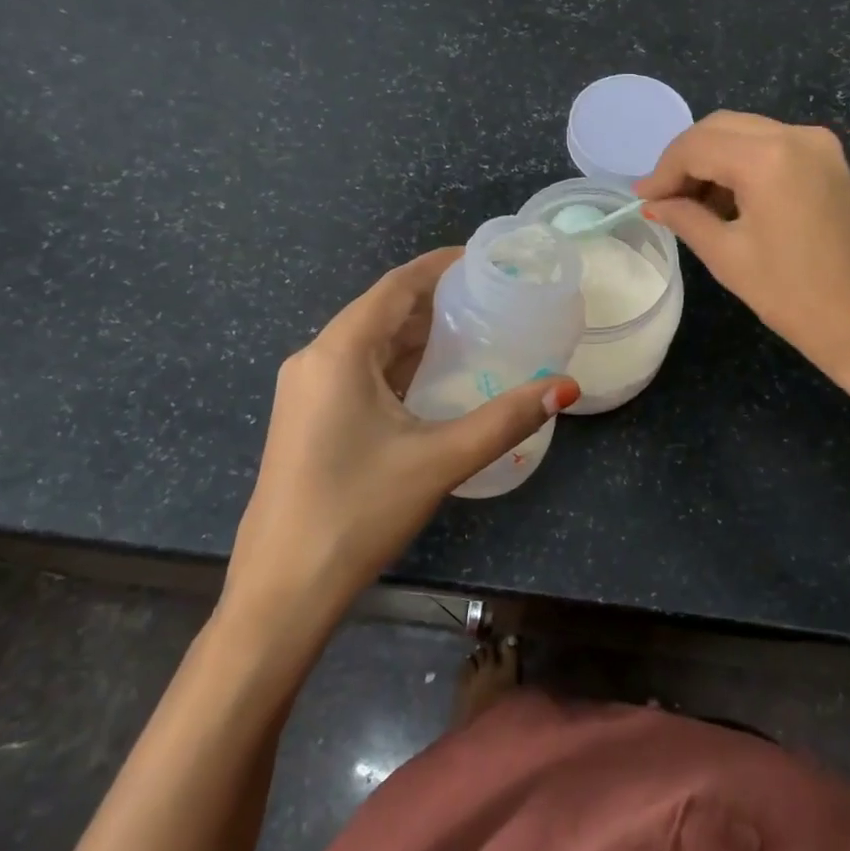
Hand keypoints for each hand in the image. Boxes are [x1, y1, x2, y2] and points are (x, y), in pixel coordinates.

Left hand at [220, 249, 579, 626]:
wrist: (282, 591)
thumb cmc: (358, 512)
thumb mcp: (440, 460)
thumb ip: (507, 418)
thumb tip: (567, 386)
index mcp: (338, 352)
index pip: (396, 286)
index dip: (439, 266)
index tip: (485, 259)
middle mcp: (315, 359)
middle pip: (381, 311)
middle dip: (434, 300)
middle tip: (491, 297)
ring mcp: (305, 391)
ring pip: (368, 343)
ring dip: (415, 334)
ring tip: (473, 329)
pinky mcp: (307, 419)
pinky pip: (357, 372)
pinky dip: (397, 364)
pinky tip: (432, 377)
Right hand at [635, 112, 849, 389]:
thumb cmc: (797, 298)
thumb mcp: (729, 258)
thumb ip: (686, 219)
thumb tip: (655, 203)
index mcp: (768, 156)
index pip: (696, 145)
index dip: (663, 171)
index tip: (643, 200)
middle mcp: (798, 136)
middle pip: (722, 128)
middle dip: (687, 159)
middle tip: (664, 199)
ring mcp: (823, 148)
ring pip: (749, 135)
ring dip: (715, 162)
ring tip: (693, 207)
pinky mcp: (835, 166)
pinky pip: (776, 150)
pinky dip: (745, 167)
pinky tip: (730, 204)